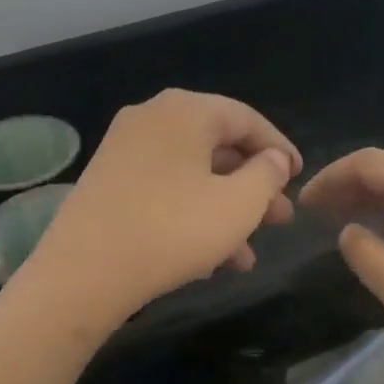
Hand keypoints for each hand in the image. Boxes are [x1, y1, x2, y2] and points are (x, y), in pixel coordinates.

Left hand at [20, 90, 300, 326]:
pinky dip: (190, 217)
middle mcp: (151, 119)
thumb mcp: (237, 205)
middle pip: (217, 148)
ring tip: (249, 255)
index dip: (279, 149)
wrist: (84, 272)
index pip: (246, 119)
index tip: (299, 178)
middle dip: (253, 188)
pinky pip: (163, 191)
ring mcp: (123, 150)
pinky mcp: (106, 183)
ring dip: (224, 212)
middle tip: (279, 220)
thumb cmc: (171, 231)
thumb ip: (266, 175)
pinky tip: (210, 260)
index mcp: (185, 111)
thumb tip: (273, 159)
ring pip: (191, 176)